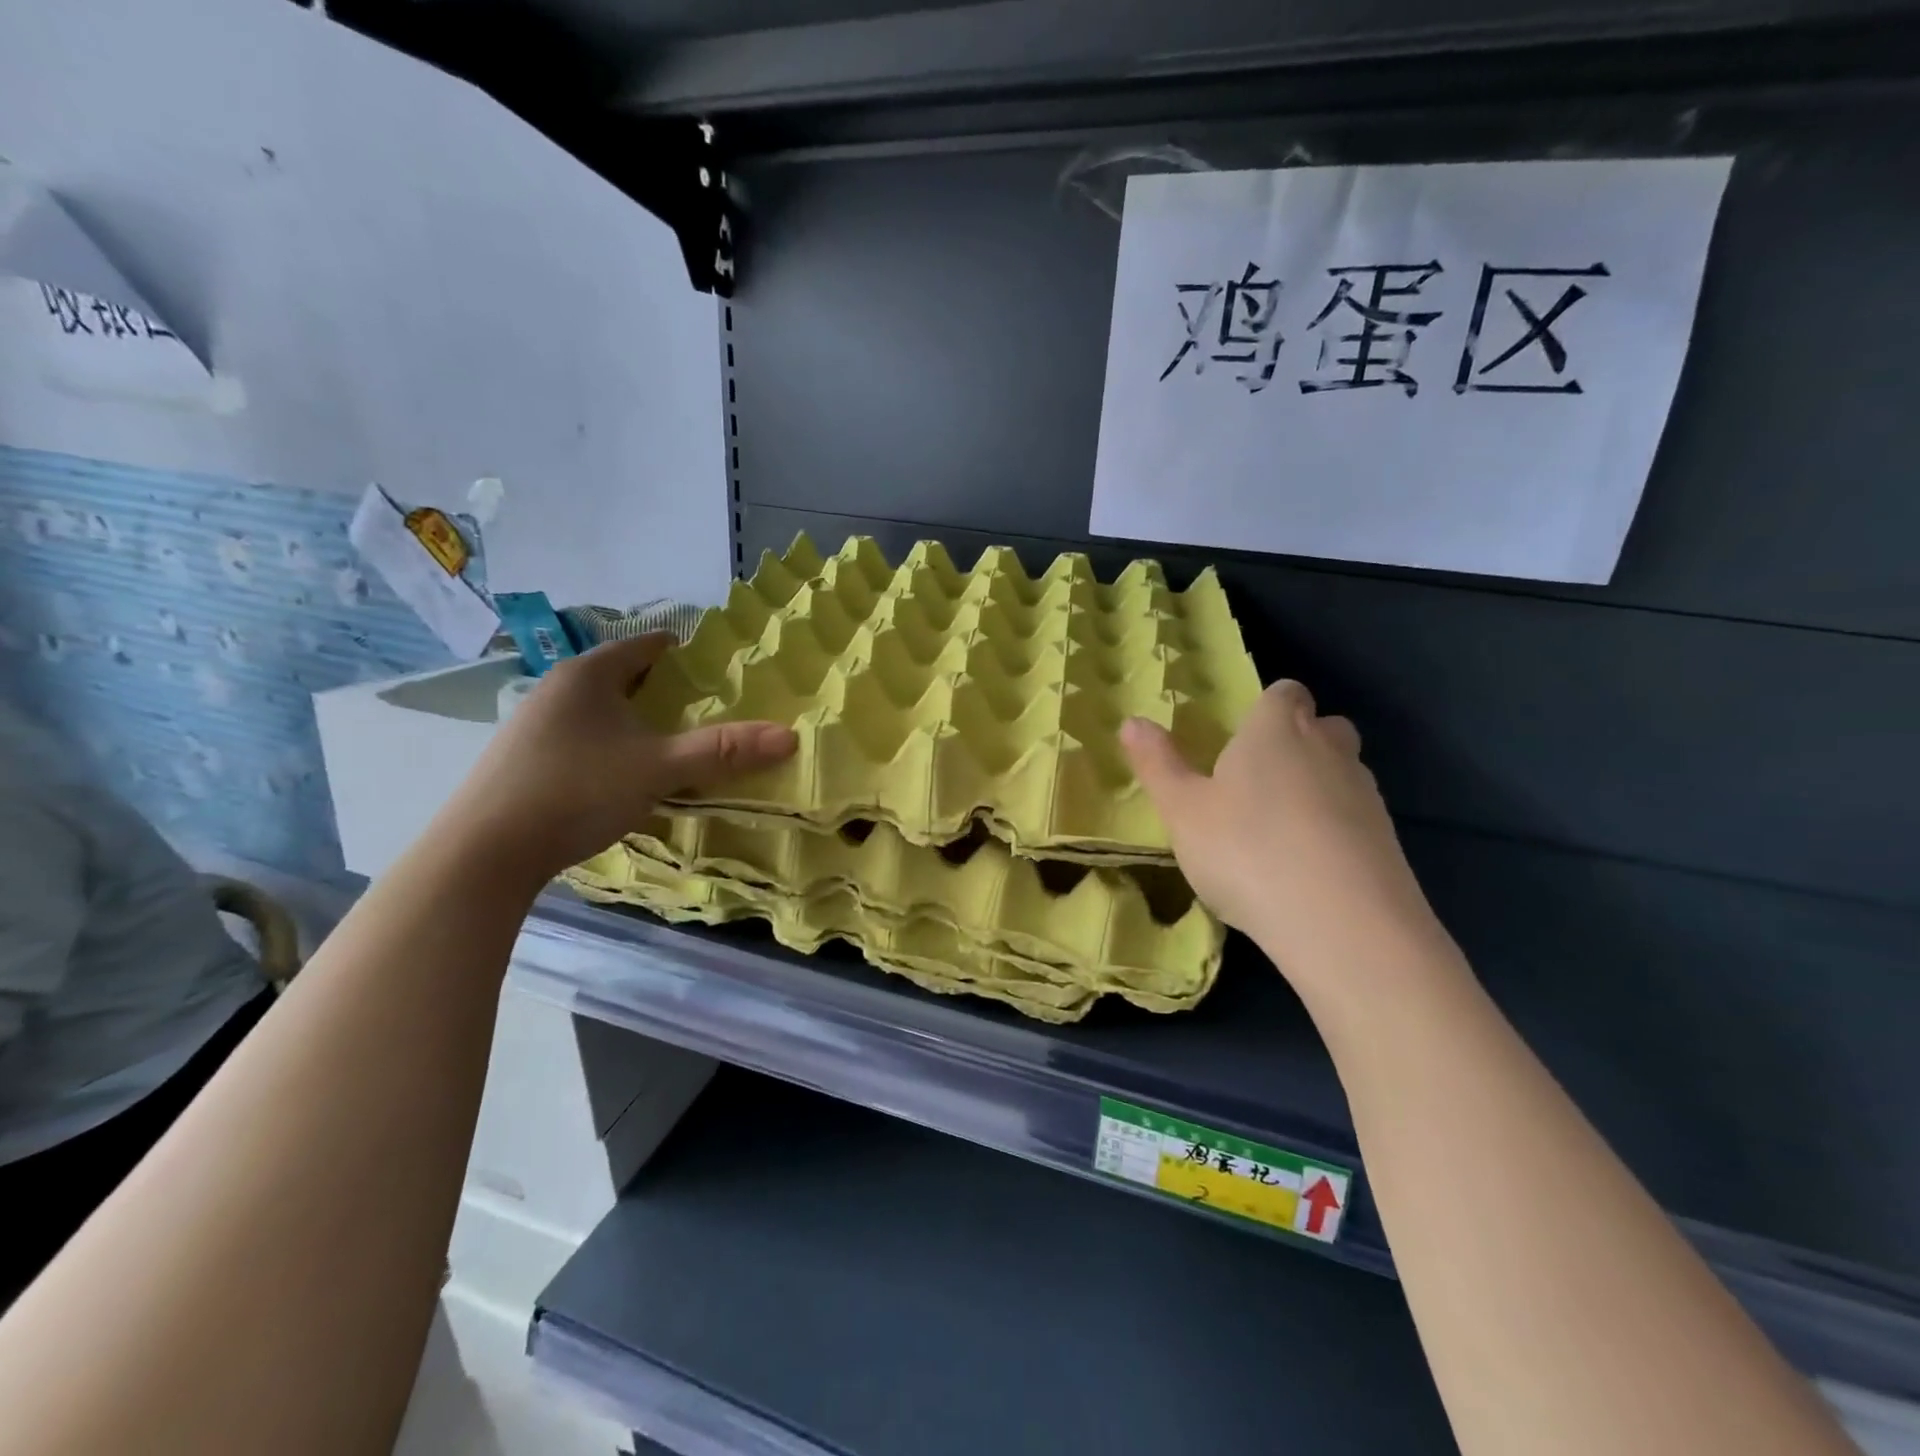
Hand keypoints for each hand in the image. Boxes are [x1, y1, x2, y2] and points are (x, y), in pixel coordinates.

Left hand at [437, 633, 796, 883]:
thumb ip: (723, 751)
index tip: (719, 669)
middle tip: (706, 709)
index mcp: (589, 674)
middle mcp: (558, 688)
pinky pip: (582, 735)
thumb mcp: (658, 769)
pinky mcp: (524, 758)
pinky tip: (623, 773)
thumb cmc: (576, 791)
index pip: (646, 645)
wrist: (484, 853)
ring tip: (671, 742)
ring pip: (600, 708)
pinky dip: (611, 742)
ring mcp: (535, 723)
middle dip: (664, 688)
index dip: (685, 651)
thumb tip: (790, 736)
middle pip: (623, 675)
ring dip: (635, 718)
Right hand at [1121, 680, 1445, 995]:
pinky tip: (1306, 866)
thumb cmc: (1247, 851)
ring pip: (1341, 771)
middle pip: (1321, 725)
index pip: (1284, 692)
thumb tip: (1132, 722)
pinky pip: (1355, 817)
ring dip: (1316, 786)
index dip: (1265, 708)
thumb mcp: (1183, 811)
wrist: (1344, 925)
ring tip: (1277, 830)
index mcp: (1277, 730)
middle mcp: (1328, 748)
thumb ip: (1157, 764)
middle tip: (1257, 779)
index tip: (1240, 737)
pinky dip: (1333, 828)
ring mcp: (1365, 793)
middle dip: (1296, 741)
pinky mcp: (1388, 839)